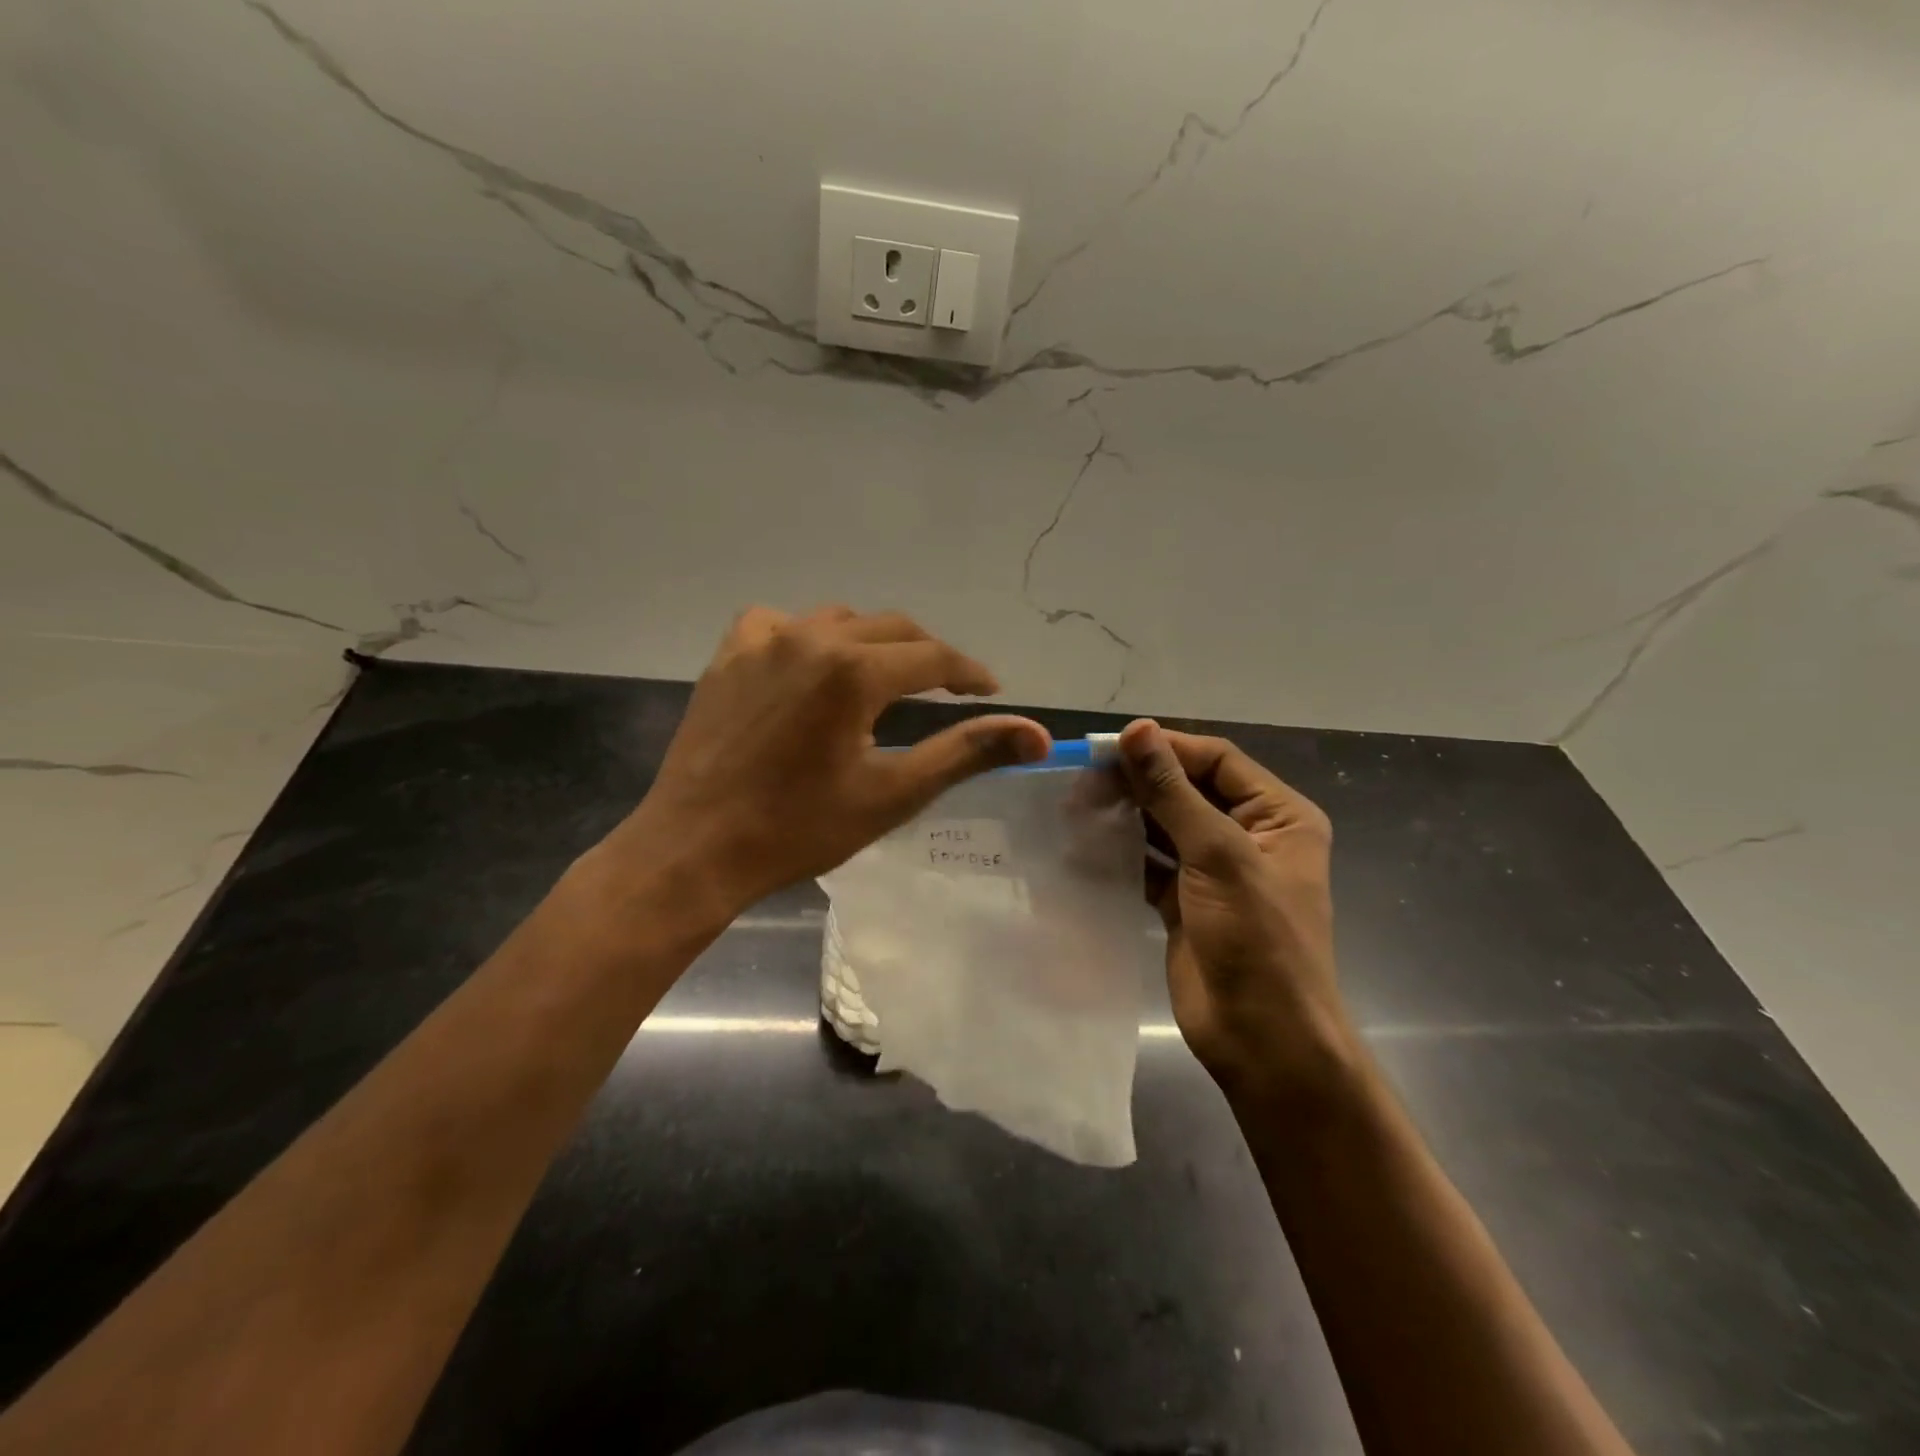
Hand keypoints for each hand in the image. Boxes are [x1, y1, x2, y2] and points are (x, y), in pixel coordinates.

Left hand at [609, 606, 1049, 915]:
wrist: (695, 849)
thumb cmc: (799, 829)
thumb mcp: (893, 793)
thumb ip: (967, 753)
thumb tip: (1038, 734)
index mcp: (854, 671)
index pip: (934, 657)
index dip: (969, 672)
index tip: (990, 690)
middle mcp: (811, 638)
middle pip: (892, 629)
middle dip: (928, 655)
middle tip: (948, 688)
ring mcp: (763, 641)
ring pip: (839, 621)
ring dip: (872, 643)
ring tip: (885, 678)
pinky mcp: (728, 655)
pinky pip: (780, 624)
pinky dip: (808, 637)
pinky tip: (810, 666)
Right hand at [1116, 719, 1356, 1106]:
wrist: (1263, 1039)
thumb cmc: (1257, 939)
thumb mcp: (1218, 855)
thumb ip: (1173, 792)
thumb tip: (1137, 730)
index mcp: (1279, 816)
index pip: (1217, 760)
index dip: (1166, 748)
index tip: (1109, 745)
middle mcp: (1250, 835)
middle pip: (1188, 790)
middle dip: (1140, 782)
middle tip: (1083, 778)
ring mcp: (1215, 871)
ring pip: (1165, 825)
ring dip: (1126, 814)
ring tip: (1077, 805)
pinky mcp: (1185, 902)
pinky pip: (1151, 863)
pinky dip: (1122, 852)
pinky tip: (1085, 843)